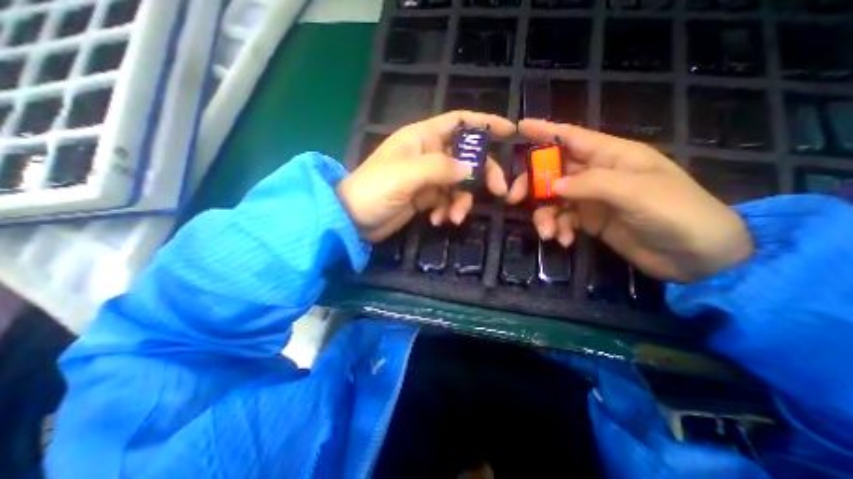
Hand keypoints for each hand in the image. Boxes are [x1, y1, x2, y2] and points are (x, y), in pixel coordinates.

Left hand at [338, 110, 511, 243]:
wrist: (353, 219)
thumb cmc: (374, 189)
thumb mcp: (407, 175)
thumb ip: (440, 168)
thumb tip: (471, 169)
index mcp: (422, 138)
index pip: (459, 122)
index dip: (484, 123)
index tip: (509, 131)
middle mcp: (428, 155)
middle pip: (466, 158)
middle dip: (482, 174)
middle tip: (498, 192)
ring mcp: (427, 178)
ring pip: (458, 185)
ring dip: (461, 202)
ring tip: (453, 218)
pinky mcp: (425, 198)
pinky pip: (446, 201)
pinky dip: (446, 211)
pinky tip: (436, 220)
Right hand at [509, 120, 747, 281]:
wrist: (696, 257)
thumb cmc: (677, 214)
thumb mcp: (637, 193)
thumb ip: (592, 184)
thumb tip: (552, 186)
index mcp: (612, 156)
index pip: (571, 137)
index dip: (545, 131)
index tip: (519, 128)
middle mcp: (596, 174)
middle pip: (552, 171)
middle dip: (532, 184)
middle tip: (514, 199)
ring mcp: (590, 198)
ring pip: (552, 200)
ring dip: (544, 216)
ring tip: (549, 233)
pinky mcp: (588, 220)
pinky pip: (562, 220)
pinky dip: (558, 229)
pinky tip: (565, 241)